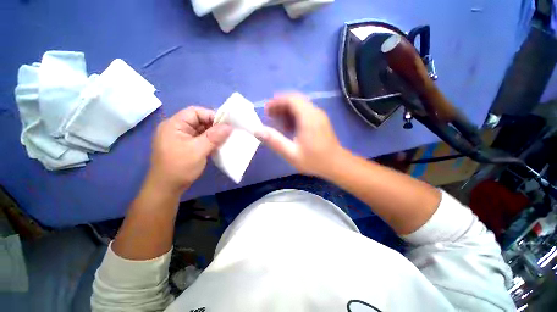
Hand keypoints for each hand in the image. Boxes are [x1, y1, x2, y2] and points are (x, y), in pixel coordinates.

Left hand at [147, 107, 231, 194]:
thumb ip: (214, 137)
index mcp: (174, 125)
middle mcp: (176, 128)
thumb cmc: (180, 167)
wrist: (167, 188)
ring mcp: (180, 138)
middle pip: (198, 120)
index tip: (226, 125)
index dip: (211, 115)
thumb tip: (229, 126)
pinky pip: (200, 138)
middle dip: (214, 125)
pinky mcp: (185, 146)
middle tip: (228, 132)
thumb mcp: (198, 150)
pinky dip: (210, 140)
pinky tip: (218, 144)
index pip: (195, 112)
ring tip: (226, 138)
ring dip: (213, 134)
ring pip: (200, 130)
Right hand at [255, 93, 346, 177]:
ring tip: (277, 123)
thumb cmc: (314, 160)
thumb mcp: (291, 154)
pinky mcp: (320, 121)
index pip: (291, 99)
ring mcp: (319, 116)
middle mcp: (315, 112)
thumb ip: (274, 141)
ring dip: (287, 111)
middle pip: (295, 101)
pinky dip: (294, 116)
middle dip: (280, 106)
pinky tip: (289, 128)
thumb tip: (257, 130)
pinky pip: (305, 113)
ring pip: (300, 106)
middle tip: (269, 116)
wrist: (336, 164)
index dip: (277, 102)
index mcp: (308, 117)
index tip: (266, 110)